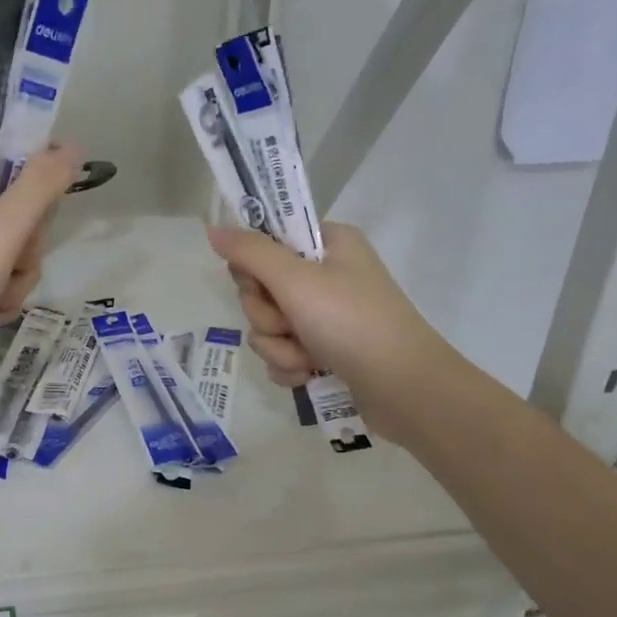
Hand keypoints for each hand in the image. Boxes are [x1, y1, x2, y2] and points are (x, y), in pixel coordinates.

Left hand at [0, 147, 82, 385]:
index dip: (31, 200)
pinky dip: (0, 302)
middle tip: (8, 265)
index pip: (9, 174)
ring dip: (15, 282)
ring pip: (12, 258)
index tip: (34, 225)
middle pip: (16, 220)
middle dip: (24, 251)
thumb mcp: (1, 228)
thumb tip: (72, 148)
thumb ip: (40, 187)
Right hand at [207, 221, 447, 441]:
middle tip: (291, 324)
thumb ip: (250, 253)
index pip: (266, 242)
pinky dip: (290, 365)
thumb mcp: (296, 280)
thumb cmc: (351, 322)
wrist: (403, 388)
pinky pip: (284, 352)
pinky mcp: (326, 350)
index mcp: (327, 243)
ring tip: (307, 358)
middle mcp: (327, 274)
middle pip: (262, 289)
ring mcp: (327, 315)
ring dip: (279, 346)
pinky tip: (308, 374)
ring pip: (269, 326)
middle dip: (268, 316)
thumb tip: (213, 228)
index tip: (261, 284)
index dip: (254, 268)